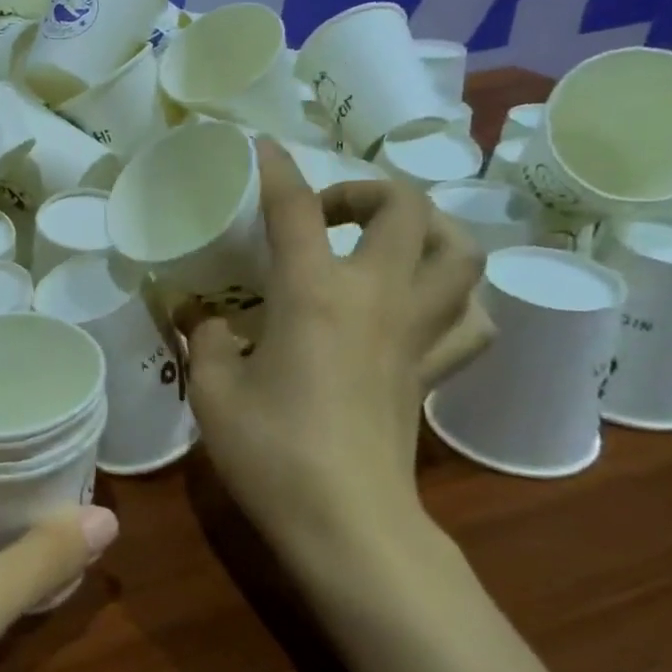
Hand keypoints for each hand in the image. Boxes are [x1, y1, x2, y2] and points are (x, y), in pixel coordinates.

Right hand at [179, 140, 486, 568]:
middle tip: (328, 214)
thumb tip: (201, 316)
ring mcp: (416, 333)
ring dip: (429, 231)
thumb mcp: (213, 391)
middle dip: (366, 191)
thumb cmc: (272, 452)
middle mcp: (376, 296)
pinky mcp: (433, 371)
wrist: (347, 524)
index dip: (276, 168)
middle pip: (406, 207)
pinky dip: (456, 300)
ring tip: (388, 242)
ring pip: (461, 254)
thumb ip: (205, 339)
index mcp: (314, 293)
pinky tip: (424, 306)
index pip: (296, 208)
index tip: (261, 147)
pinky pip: (470, 320)